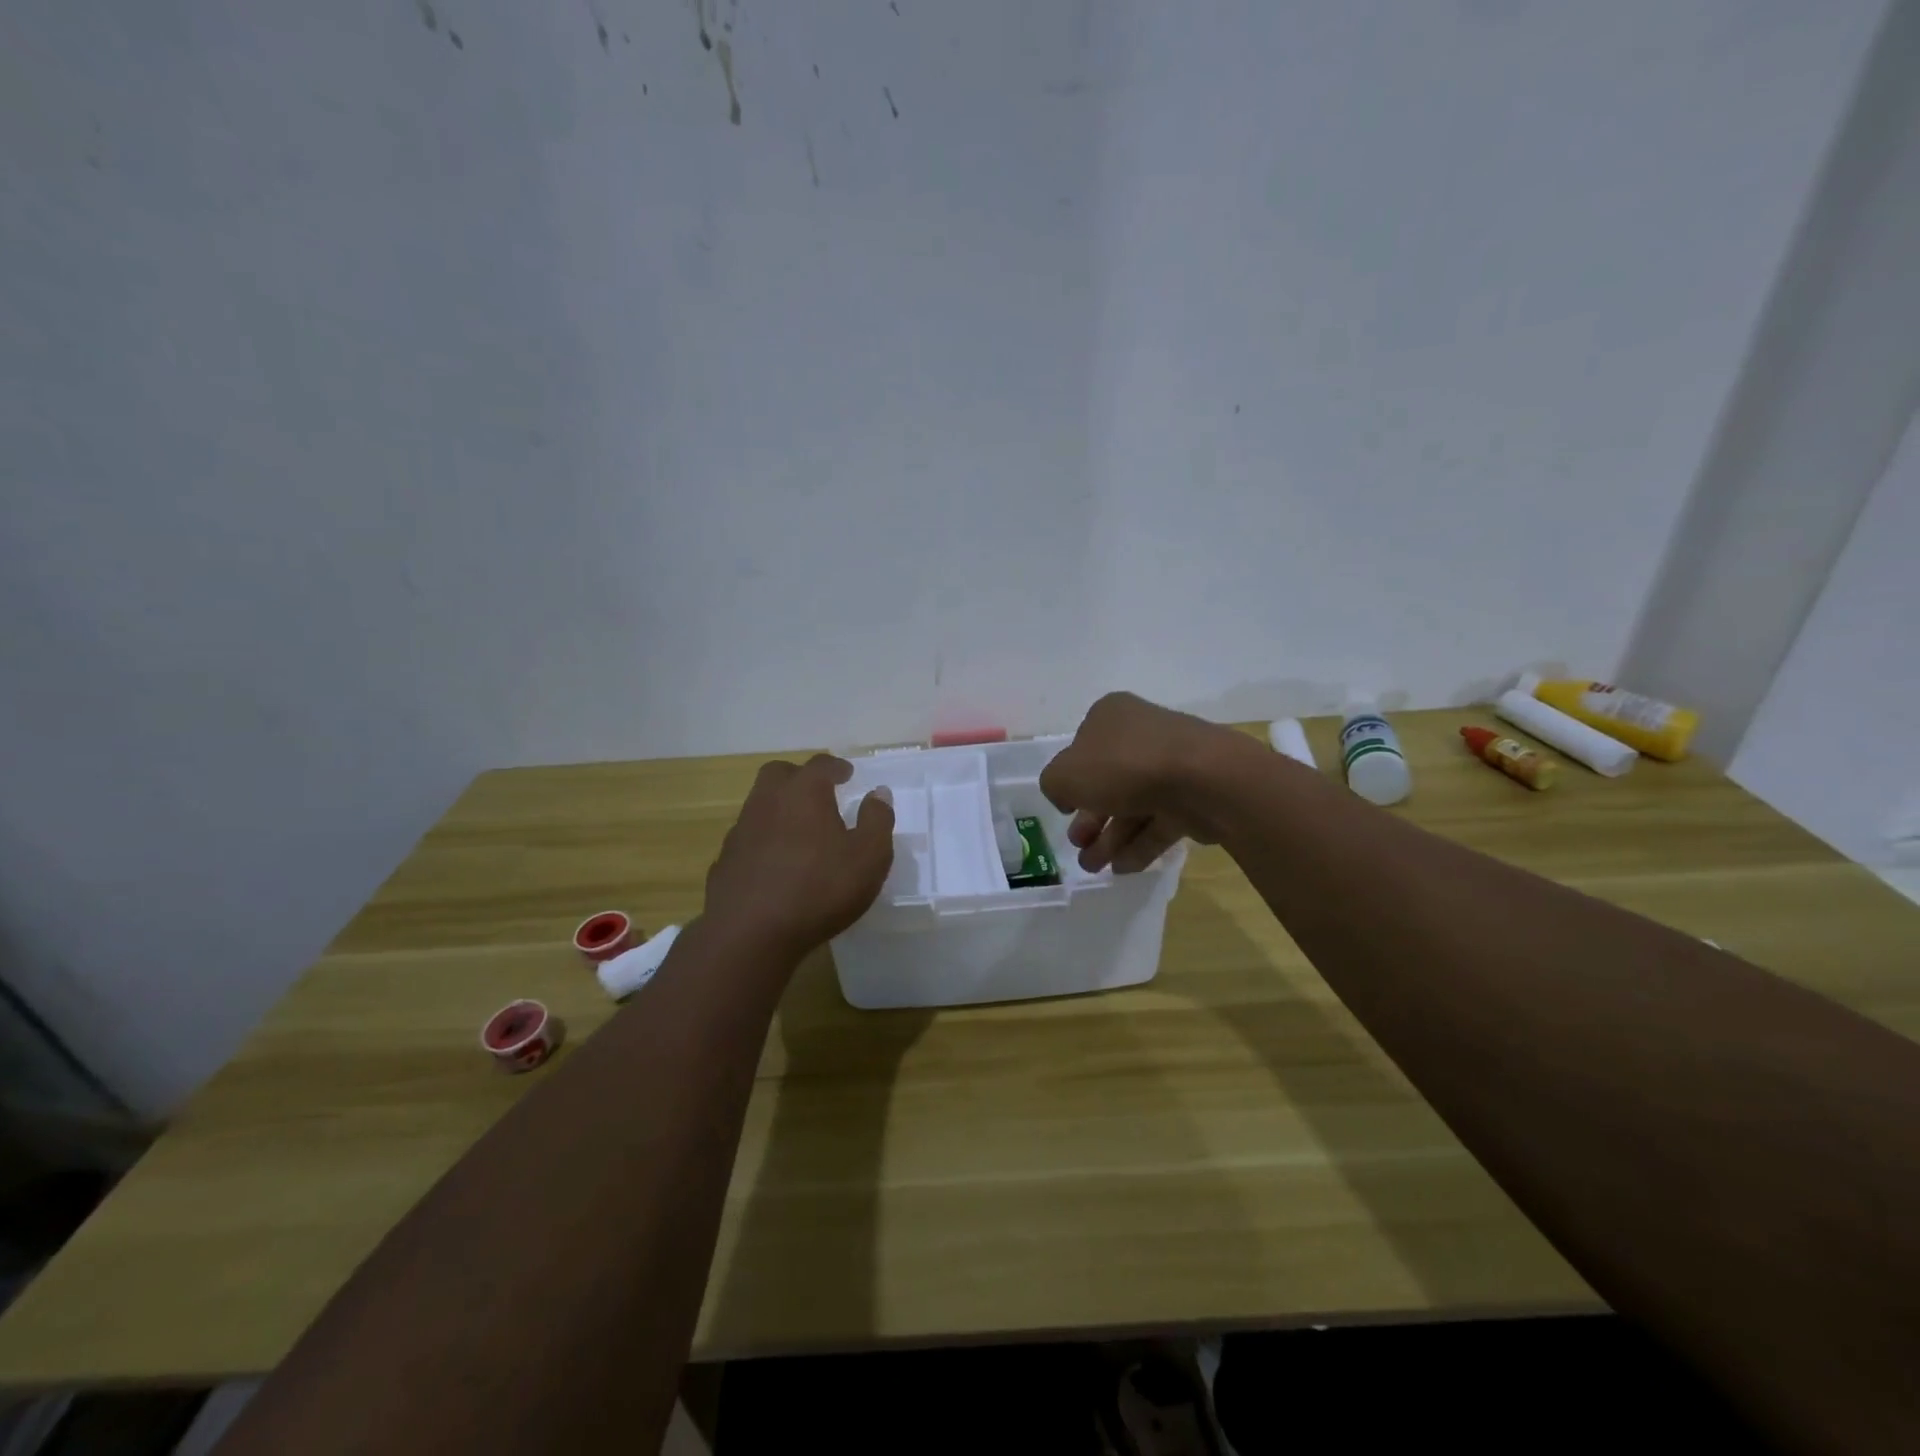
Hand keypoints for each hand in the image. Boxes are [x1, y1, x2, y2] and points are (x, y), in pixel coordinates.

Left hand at [703, 755, 895, 960]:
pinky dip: (764, 841)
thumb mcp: (869, 856)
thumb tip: (878, 793)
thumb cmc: (820, 889)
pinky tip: (776, 865)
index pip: (821, 765)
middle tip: (819, 793)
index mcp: (804, 792)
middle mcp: (767, 801)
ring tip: (801, 832)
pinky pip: (749, 839)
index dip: (836, 767)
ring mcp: (741, 830)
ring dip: (780, 809)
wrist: (750, 934)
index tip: (847, 774)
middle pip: (779, 774)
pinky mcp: (725, 861)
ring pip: (760, 805)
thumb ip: (877, 820)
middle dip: (800, 777)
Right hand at [1039, 692, 1250, 873]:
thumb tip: (1067, 796)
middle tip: (1078, 844)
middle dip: (1089, 818)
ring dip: (1109, 839)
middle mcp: (1142, 735)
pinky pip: (1160, 822)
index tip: (1065, 808)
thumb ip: (1054, 785)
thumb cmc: (1123, 766)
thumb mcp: (1065, 775)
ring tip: (1093, 868)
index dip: (1071, 779)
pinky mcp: (1194, 796)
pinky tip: (1121, 869)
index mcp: (1111, 716)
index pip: (1083, 746)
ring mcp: (1172, 766)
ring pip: (1133, 804)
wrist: (1203, 779)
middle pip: (1108, 781)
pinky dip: (1139, 845)